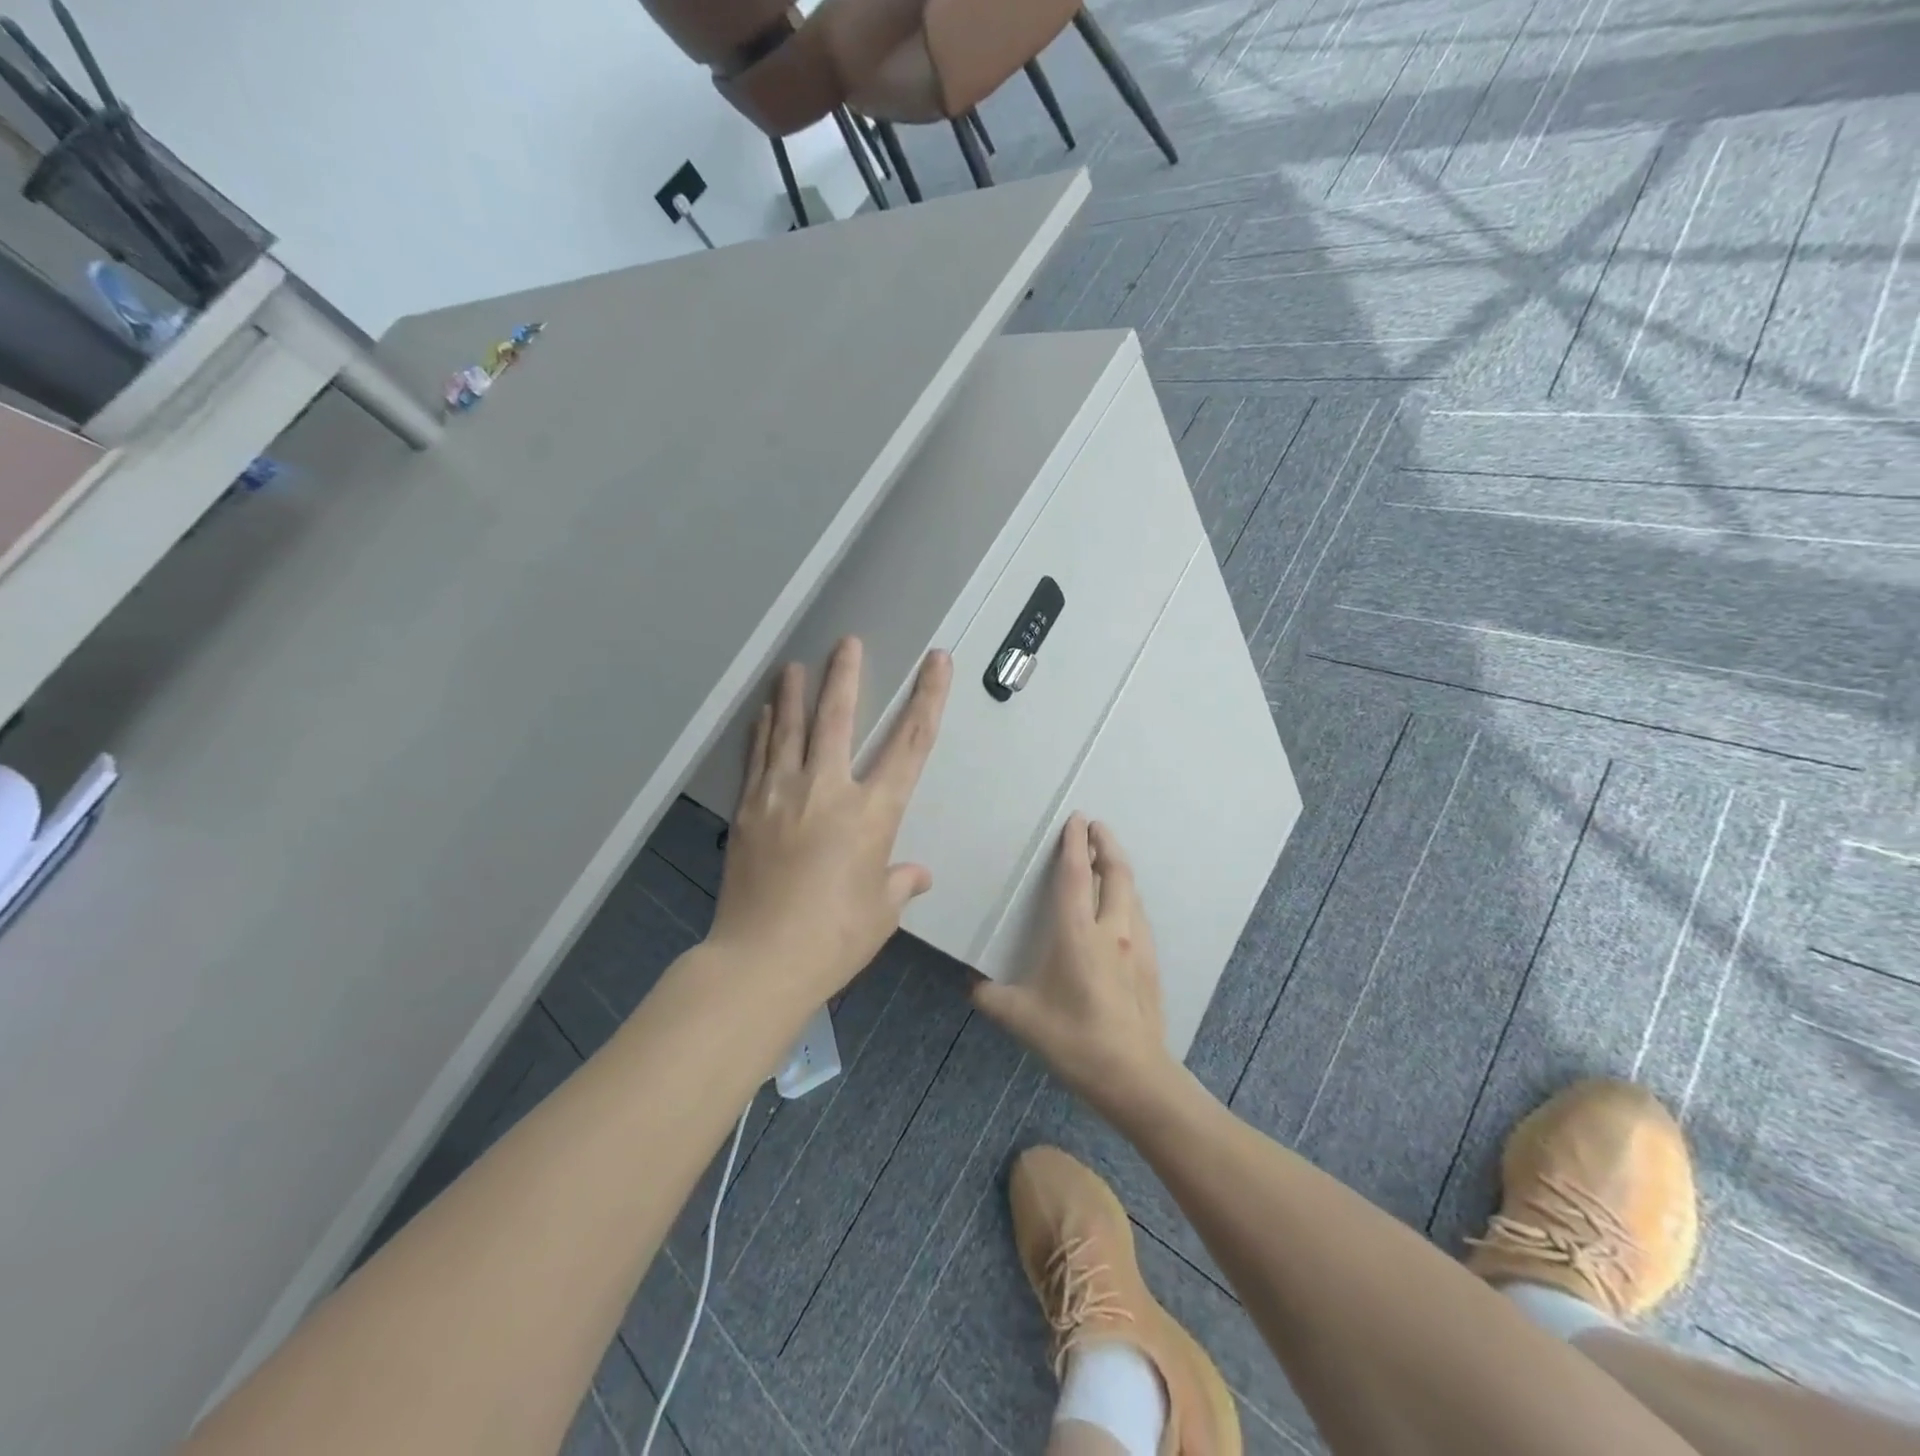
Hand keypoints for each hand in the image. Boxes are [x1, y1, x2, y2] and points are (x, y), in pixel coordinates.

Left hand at [709, 637, 951, 1002]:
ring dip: (795, 694)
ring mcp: (780, 797)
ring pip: (789, 730)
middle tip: (847, 642)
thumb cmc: (835, 938)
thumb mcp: (880, 912)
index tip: (935, 662)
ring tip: (795, 665)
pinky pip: (757, 759)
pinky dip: (763, 732)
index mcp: (872, 813)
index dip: (927, 698)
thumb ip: (899, 883)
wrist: (761, 960)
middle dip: (846, 676)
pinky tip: (765, 713)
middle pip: (838, 719)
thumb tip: (916, 875)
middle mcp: (827, 791)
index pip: (910, 744)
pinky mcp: (748, 811)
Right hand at [972, 816, 1177, 1113]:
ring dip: (1119, 868)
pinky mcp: (1150, 963)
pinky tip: (1121, 907)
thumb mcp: (1020, 1018)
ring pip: (1131, 892)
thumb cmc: (1073, 1040)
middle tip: (1096, 826)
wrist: (1134, 1075)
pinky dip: (1128, 896)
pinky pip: (1138, 915)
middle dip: (1106, 843)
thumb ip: (990, 996)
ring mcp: (1136, 945)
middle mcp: (1111, 929)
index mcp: (1077, 933)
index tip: (1076, 819)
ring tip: (1107, 859)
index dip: (1074, 843)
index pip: (1076, 875)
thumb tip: (971, 983)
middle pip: (1115, 872)